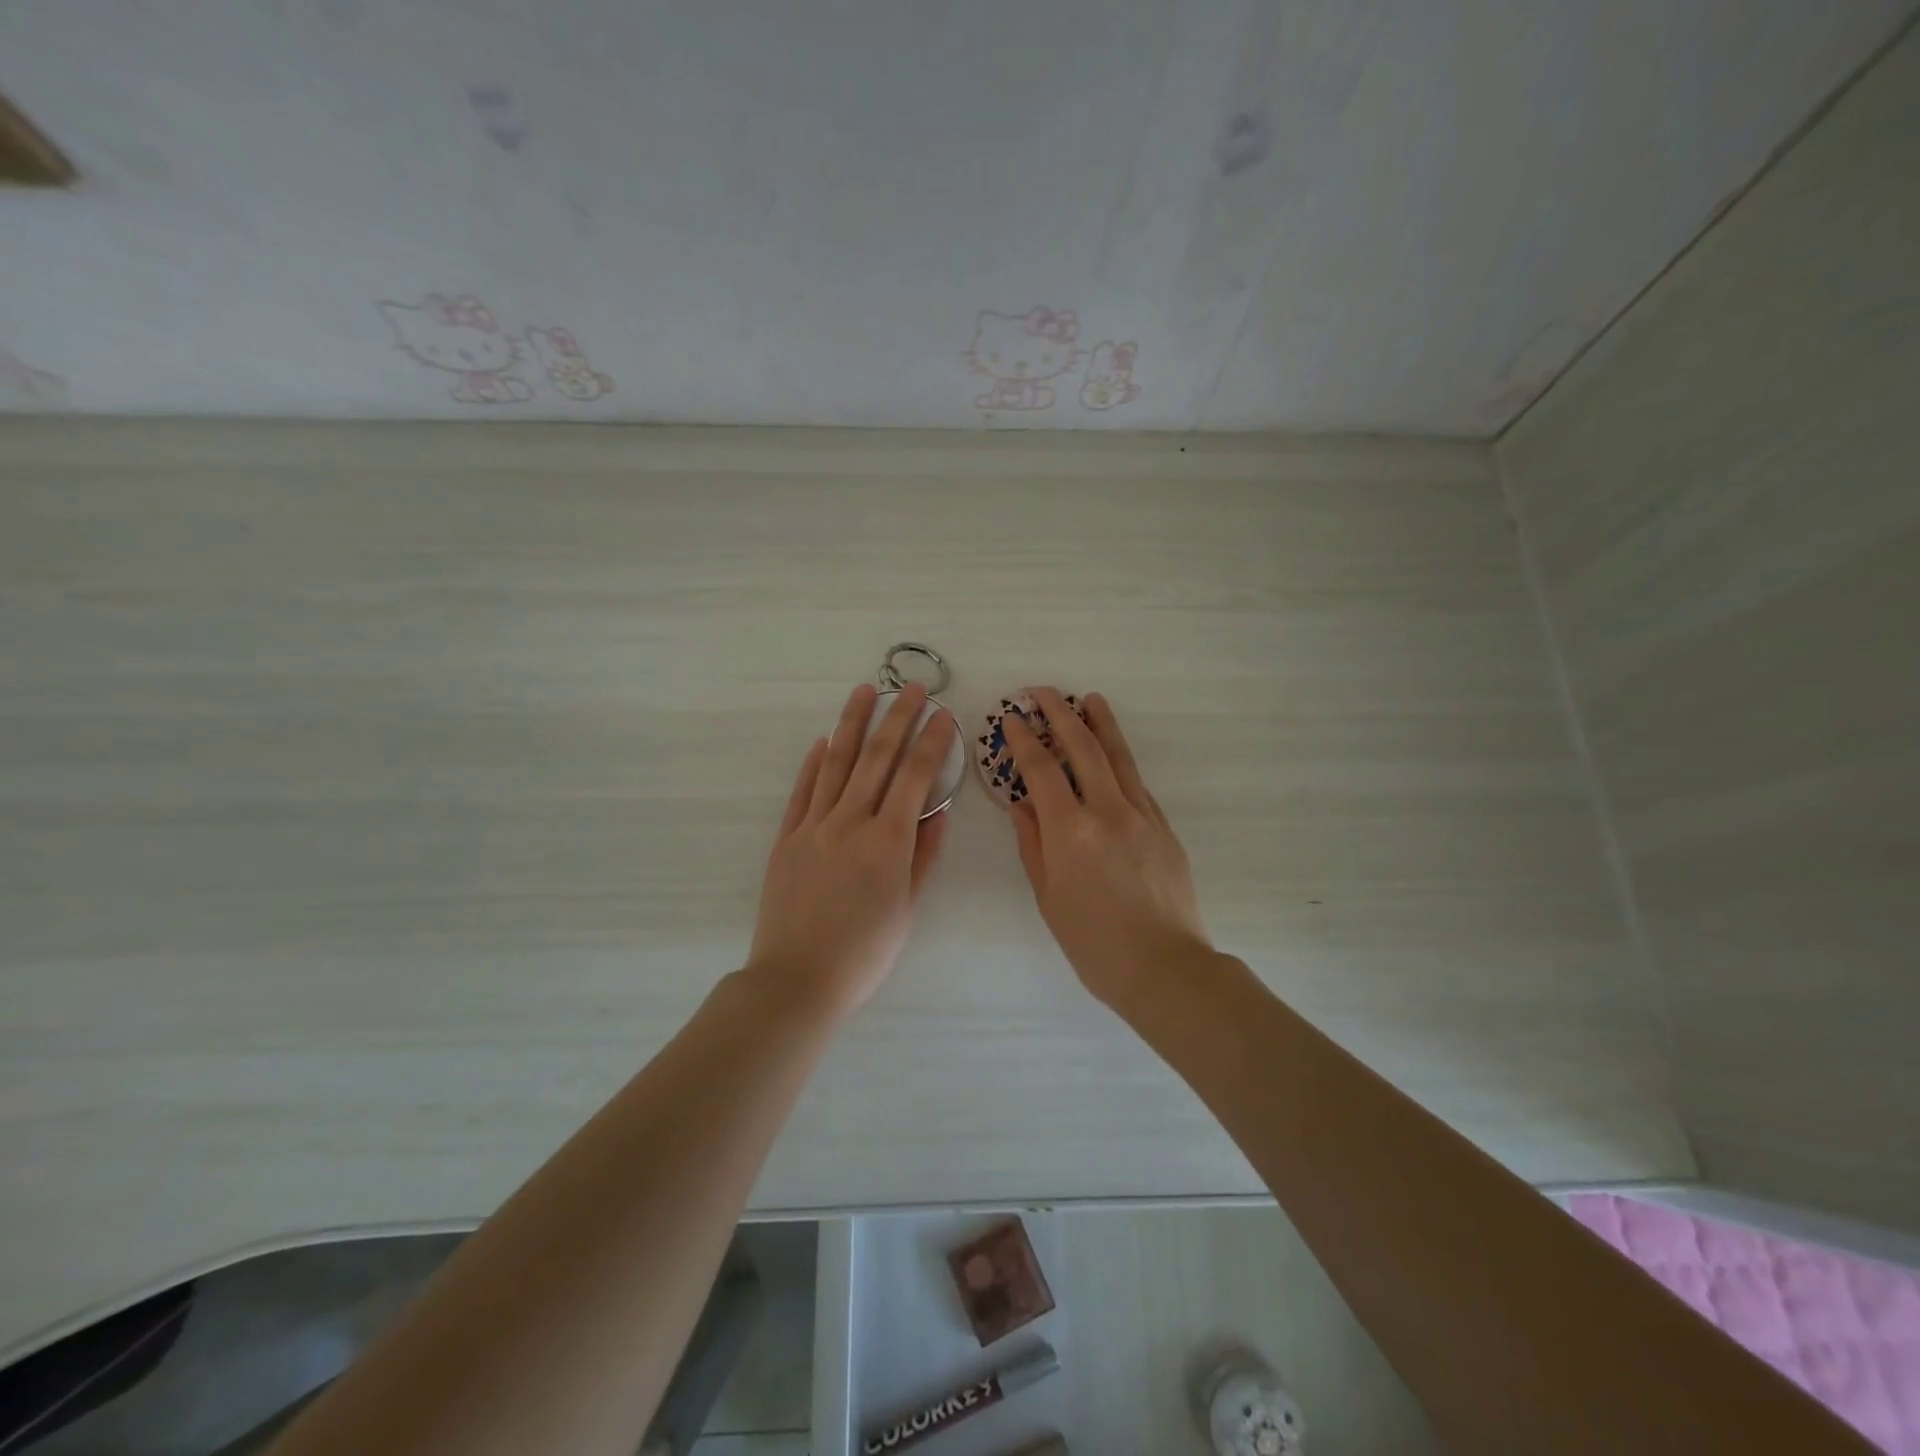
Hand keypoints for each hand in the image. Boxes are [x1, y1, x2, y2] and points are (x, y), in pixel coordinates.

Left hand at [747, 682, 955, 1015]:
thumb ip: (923, 856)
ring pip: (836, 763)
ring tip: (864, 691)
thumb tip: (939, 811)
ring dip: (852, 723)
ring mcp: (814, 826)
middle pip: (877, 757)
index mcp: (888, 841)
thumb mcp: (907, 908)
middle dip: (897, 717)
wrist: (797, 979)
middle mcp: (851, 822)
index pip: (915, 777)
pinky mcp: (787, 837)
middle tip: (909, 688)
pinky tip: (823, 740)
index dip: (932, 742)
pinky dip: (814, 762)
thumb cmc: (864, 952)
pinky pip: (802, 791)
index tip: (944, 715)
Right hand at [1001, 689, 1212, 1007]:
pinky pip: (1136, 782)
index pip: (1042, 769)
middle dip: (1060, 714)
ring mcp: (1141, 815)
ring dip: (1100, 723)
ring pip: (1118, 756)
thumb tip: (1021, 804)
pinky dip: (1120, 759)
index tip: (1013, 717)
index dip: (1024, 739)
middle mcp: (1107, 811)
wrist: (1165, 967)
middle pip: (1082, 748)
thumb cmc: (1094, 942)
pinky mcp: (1163, 826)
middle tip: (1042, 691)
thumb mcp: (1049, 897)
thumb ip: (1033, 844)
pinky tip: (1112, 753)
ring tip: (1089, 698)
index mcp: (1071, 830)